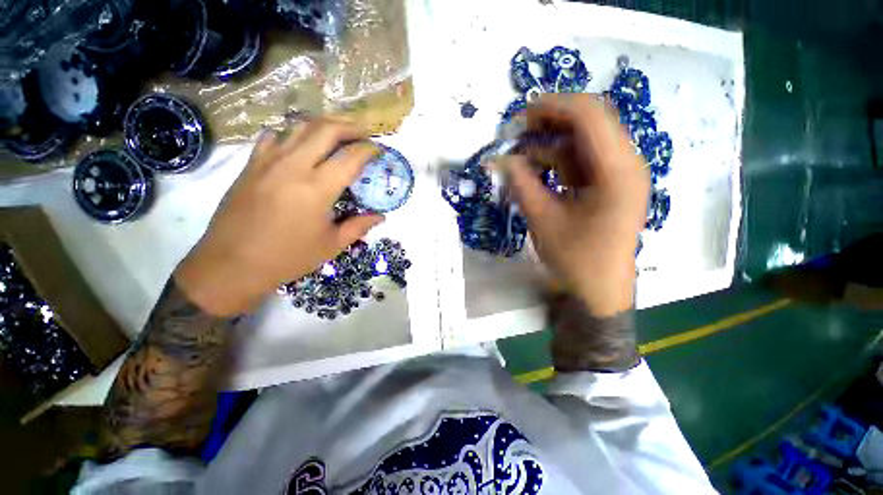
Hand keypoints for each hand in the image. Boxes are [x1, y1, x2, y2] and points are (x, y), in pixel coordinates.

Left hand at [175, 118, 383, 315]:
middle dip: (349, 126)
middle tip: (364, 132)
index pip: (350, 157)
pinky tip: (299, 145)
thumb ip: (359, 226)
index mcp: (318, 188)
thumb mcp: (331, 245)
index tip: (379, 149)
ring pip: (299, 127)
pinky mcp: (251, 164)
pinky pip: (274, 137)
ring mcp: (268, 161)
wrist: (231, 264)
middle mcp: (294, 166)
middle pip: (325, 129)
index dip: (369, 150)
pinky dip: (292, 134)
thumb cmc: (288, 257)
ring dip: (323, 125)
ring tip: (338, 132)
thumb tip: (380, 216)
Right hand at [506, 95, 649, 316]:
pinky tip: (538, 167)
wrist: (599, 289)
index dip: (554, 105)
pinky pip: (585, 159)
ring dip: (553, 141)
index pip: (590, 116)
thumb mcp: (542, 220)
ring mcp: (621, 174)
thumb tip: (500, 159)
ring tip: (523, 152)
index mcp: (617, 171)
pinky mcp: (611, 184)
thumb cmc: (575, 259)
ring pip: (586, 140)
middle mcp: (626, 164)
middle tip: (520, 130)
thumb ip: (521, 184)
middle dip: (553, 120)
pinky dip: (560, 159)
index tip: (521, 113)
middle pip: (592, 122)